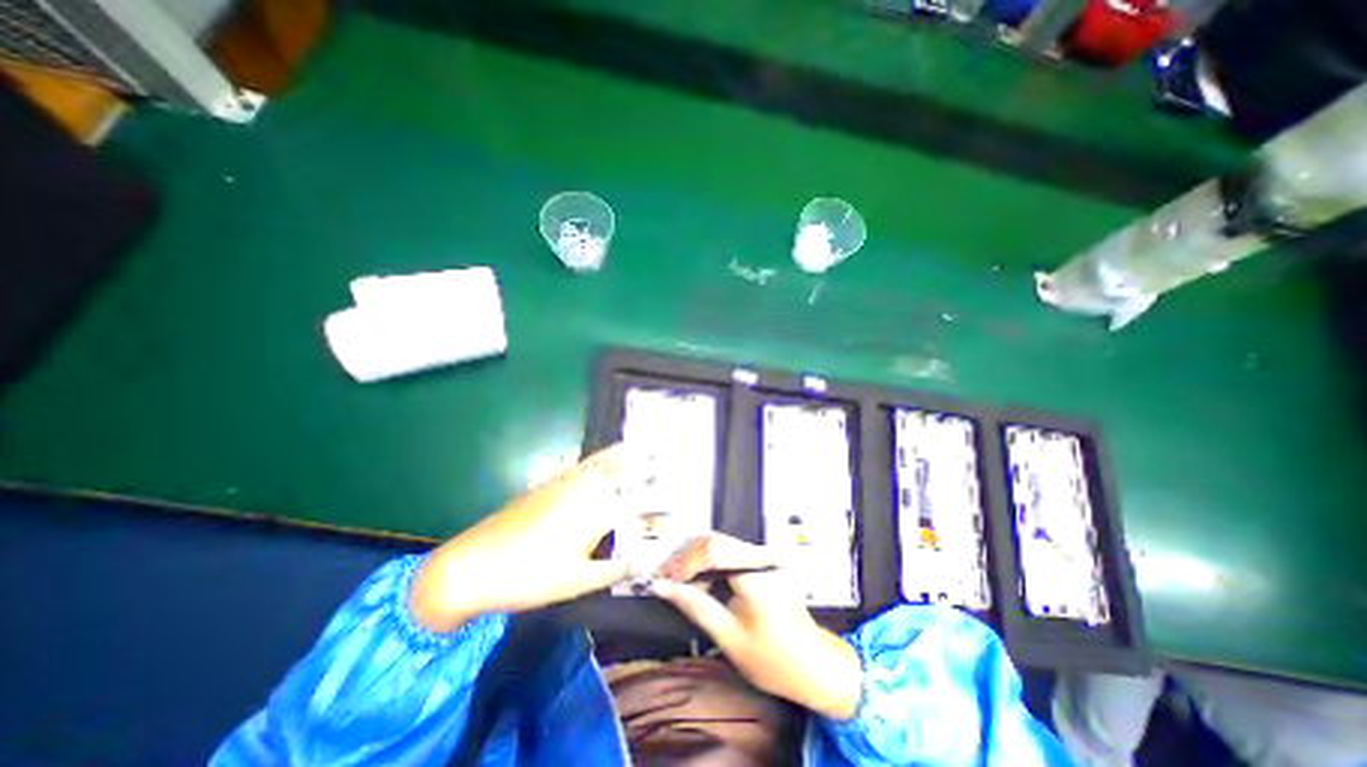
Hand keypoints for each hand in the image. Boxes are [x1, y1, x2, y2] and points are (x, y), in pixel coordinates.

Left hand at [411, 445, 641, 632]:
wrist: (473, 564)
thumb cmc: (528, 578)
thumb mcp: (574, 583)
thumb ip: (612, 570)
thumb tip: (639, 563)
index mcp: (595, 516)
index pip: (635, 504)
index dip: (657, 500)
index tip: (675, 497)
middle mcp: (584, 492)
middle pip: (621, 473)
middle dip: (644, 464)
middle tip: (662, 455)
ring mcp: (565, 484)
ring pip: (601, 463)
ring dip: (623, 454)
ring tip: (638, 445)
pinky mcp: (548, 484)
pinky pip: (583, 463)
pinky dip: (599, 456)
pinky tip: (601, 456)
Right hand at [647, 532, 855, 719]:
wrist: (816, 667)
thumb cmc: (775, 660)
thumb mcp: (729, 637)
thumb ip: (695, 606)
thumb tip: (663, 587)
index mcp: (756, 574)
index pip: (712, 549)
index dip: (683, 563)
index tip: (665, 582)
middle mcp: (761, 557)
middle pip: (713, 541)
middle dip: (686, 560)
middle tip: (668, 582)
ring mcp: (765, 557)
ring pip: (719, 545)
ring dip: (696, 562)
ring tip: (681, 587)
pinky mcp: (764, 563)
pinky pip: (730, 554)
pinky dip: (710, 567)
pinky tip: (702, 586)